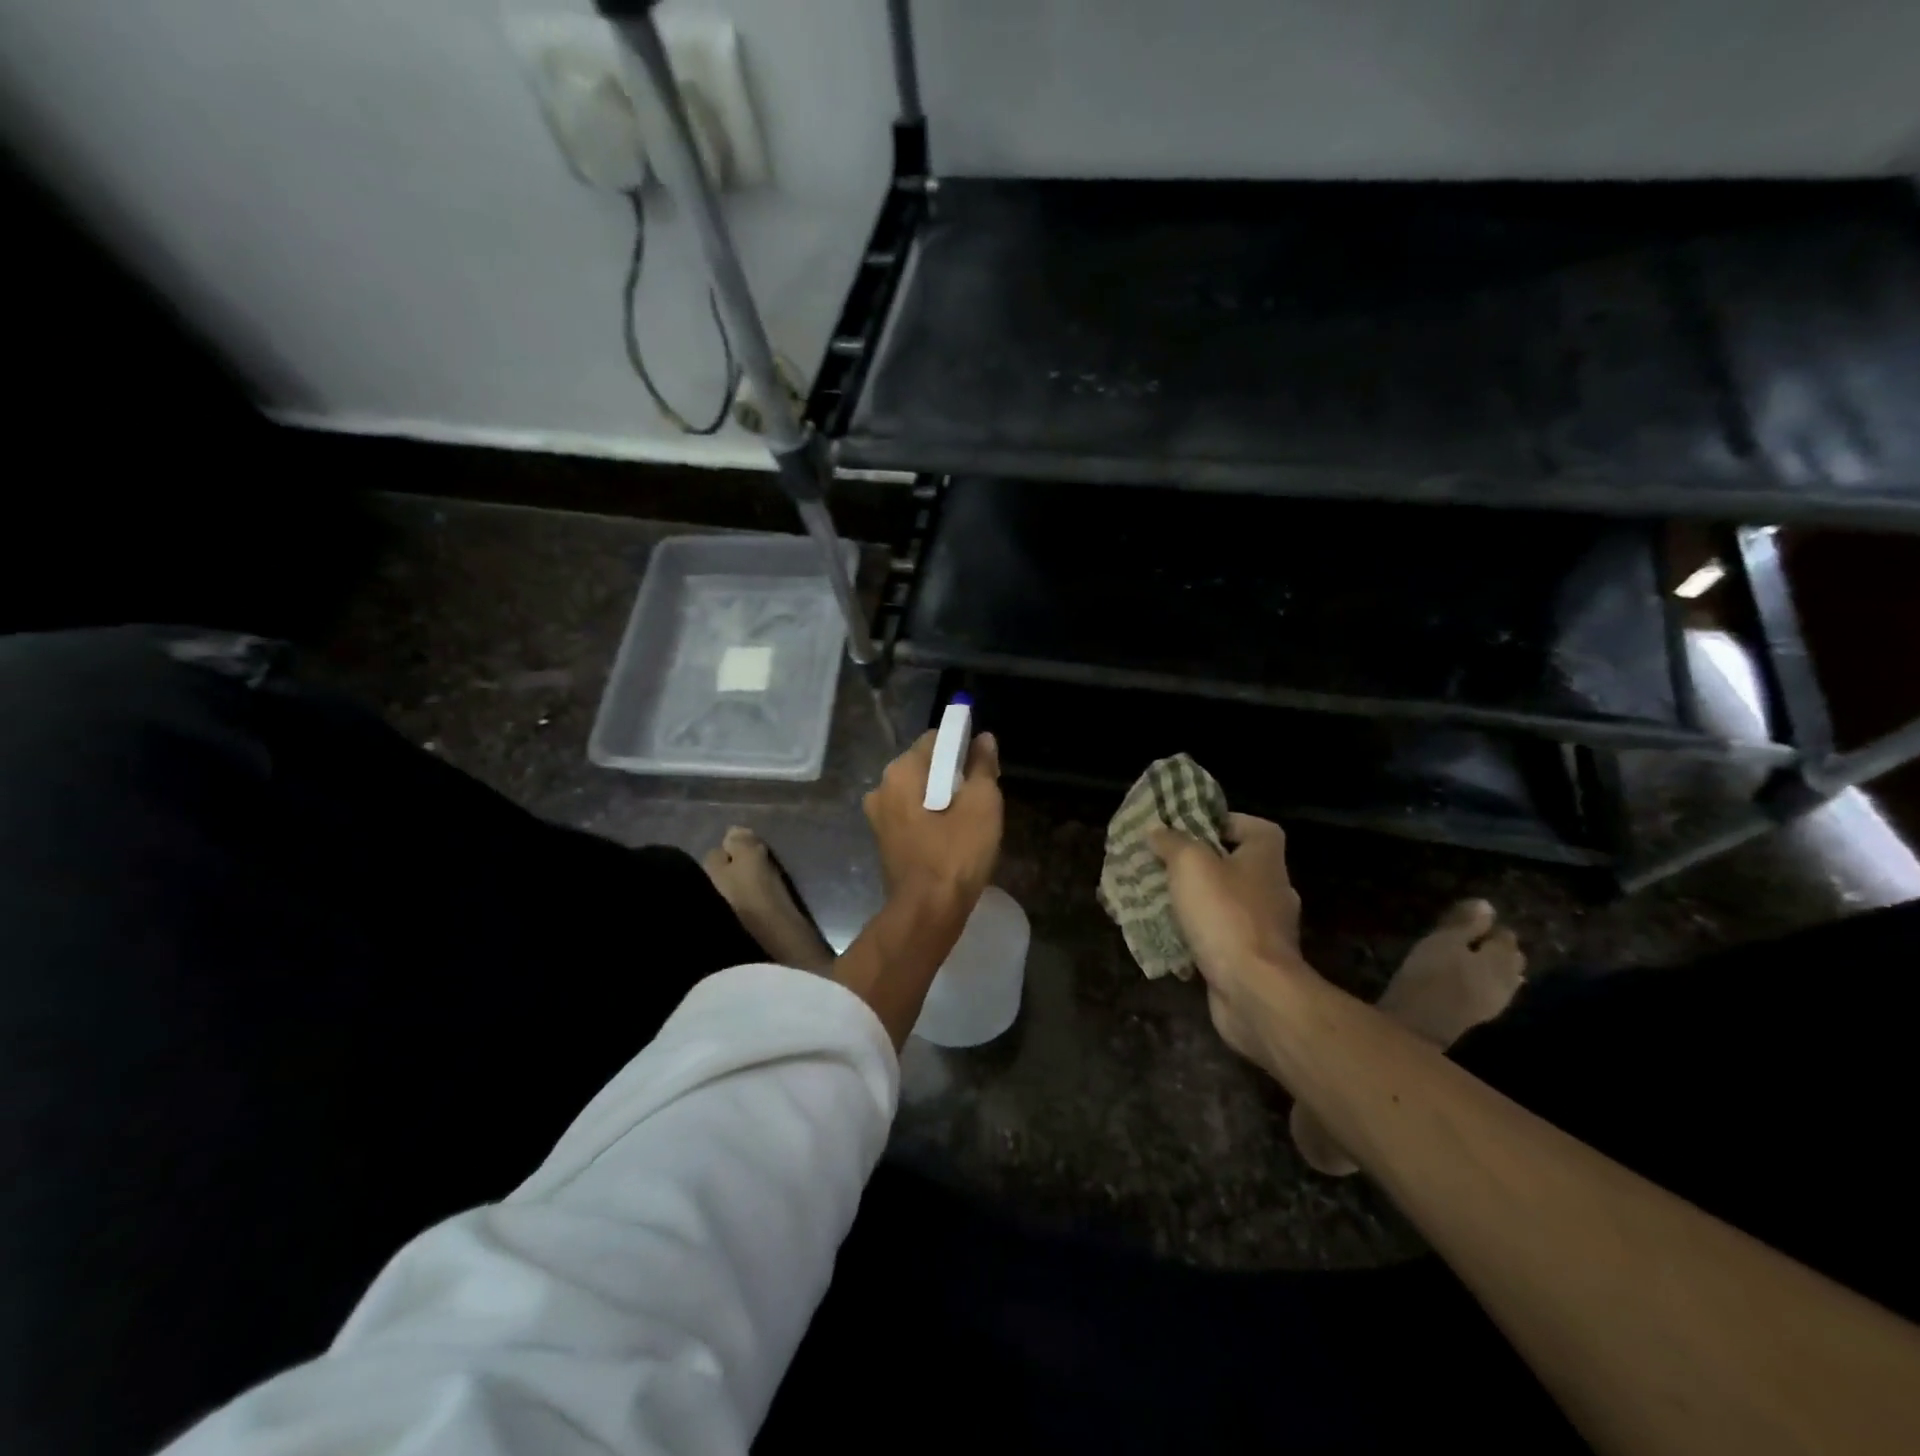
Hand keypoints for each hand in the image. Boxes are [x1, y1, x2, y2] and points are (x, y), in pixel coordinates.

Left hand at [863, 729, 1002, 912]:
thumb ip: (982, 766)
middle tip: (983, 796)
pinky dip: (933, 818)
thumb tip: (983, 739)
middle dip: (955, 774)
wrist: (927, 913)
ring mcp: (879, 817)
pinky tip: (954, 837)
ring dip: (945, 799)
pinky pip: (913, 816)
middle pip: (926, 766)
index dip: (964, 746)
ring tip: (972, 819)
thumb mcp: (982, 805)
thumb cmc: (956, 854)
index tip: (985, 766)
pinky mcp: (885, 841)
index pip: (936, 739)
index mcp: (900, 772)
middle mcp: (881, 788)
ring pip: (920, 793)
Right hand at [1149, 813, 1308, 1067]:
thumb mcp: (1190, 864)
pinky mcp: (1253, 960)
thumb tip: (1158, 830)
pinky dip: (1199, 936)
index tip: (1190, 829)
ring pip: (1226, 904)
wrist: (1253, 990)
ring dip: (1197, 902)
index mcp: (1266, 859)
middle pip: (1237, 865)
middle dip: (1201, 865)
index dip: (1224, 822)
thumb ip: (1172, 842)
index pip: (1255, 828)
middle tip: (1164, 864)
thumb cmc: (1225, 915)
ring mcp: (1266, 929)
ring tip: (1160, 900)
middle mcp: (1273, 890)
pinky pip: (1222, 937)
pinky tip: (1170, 937)